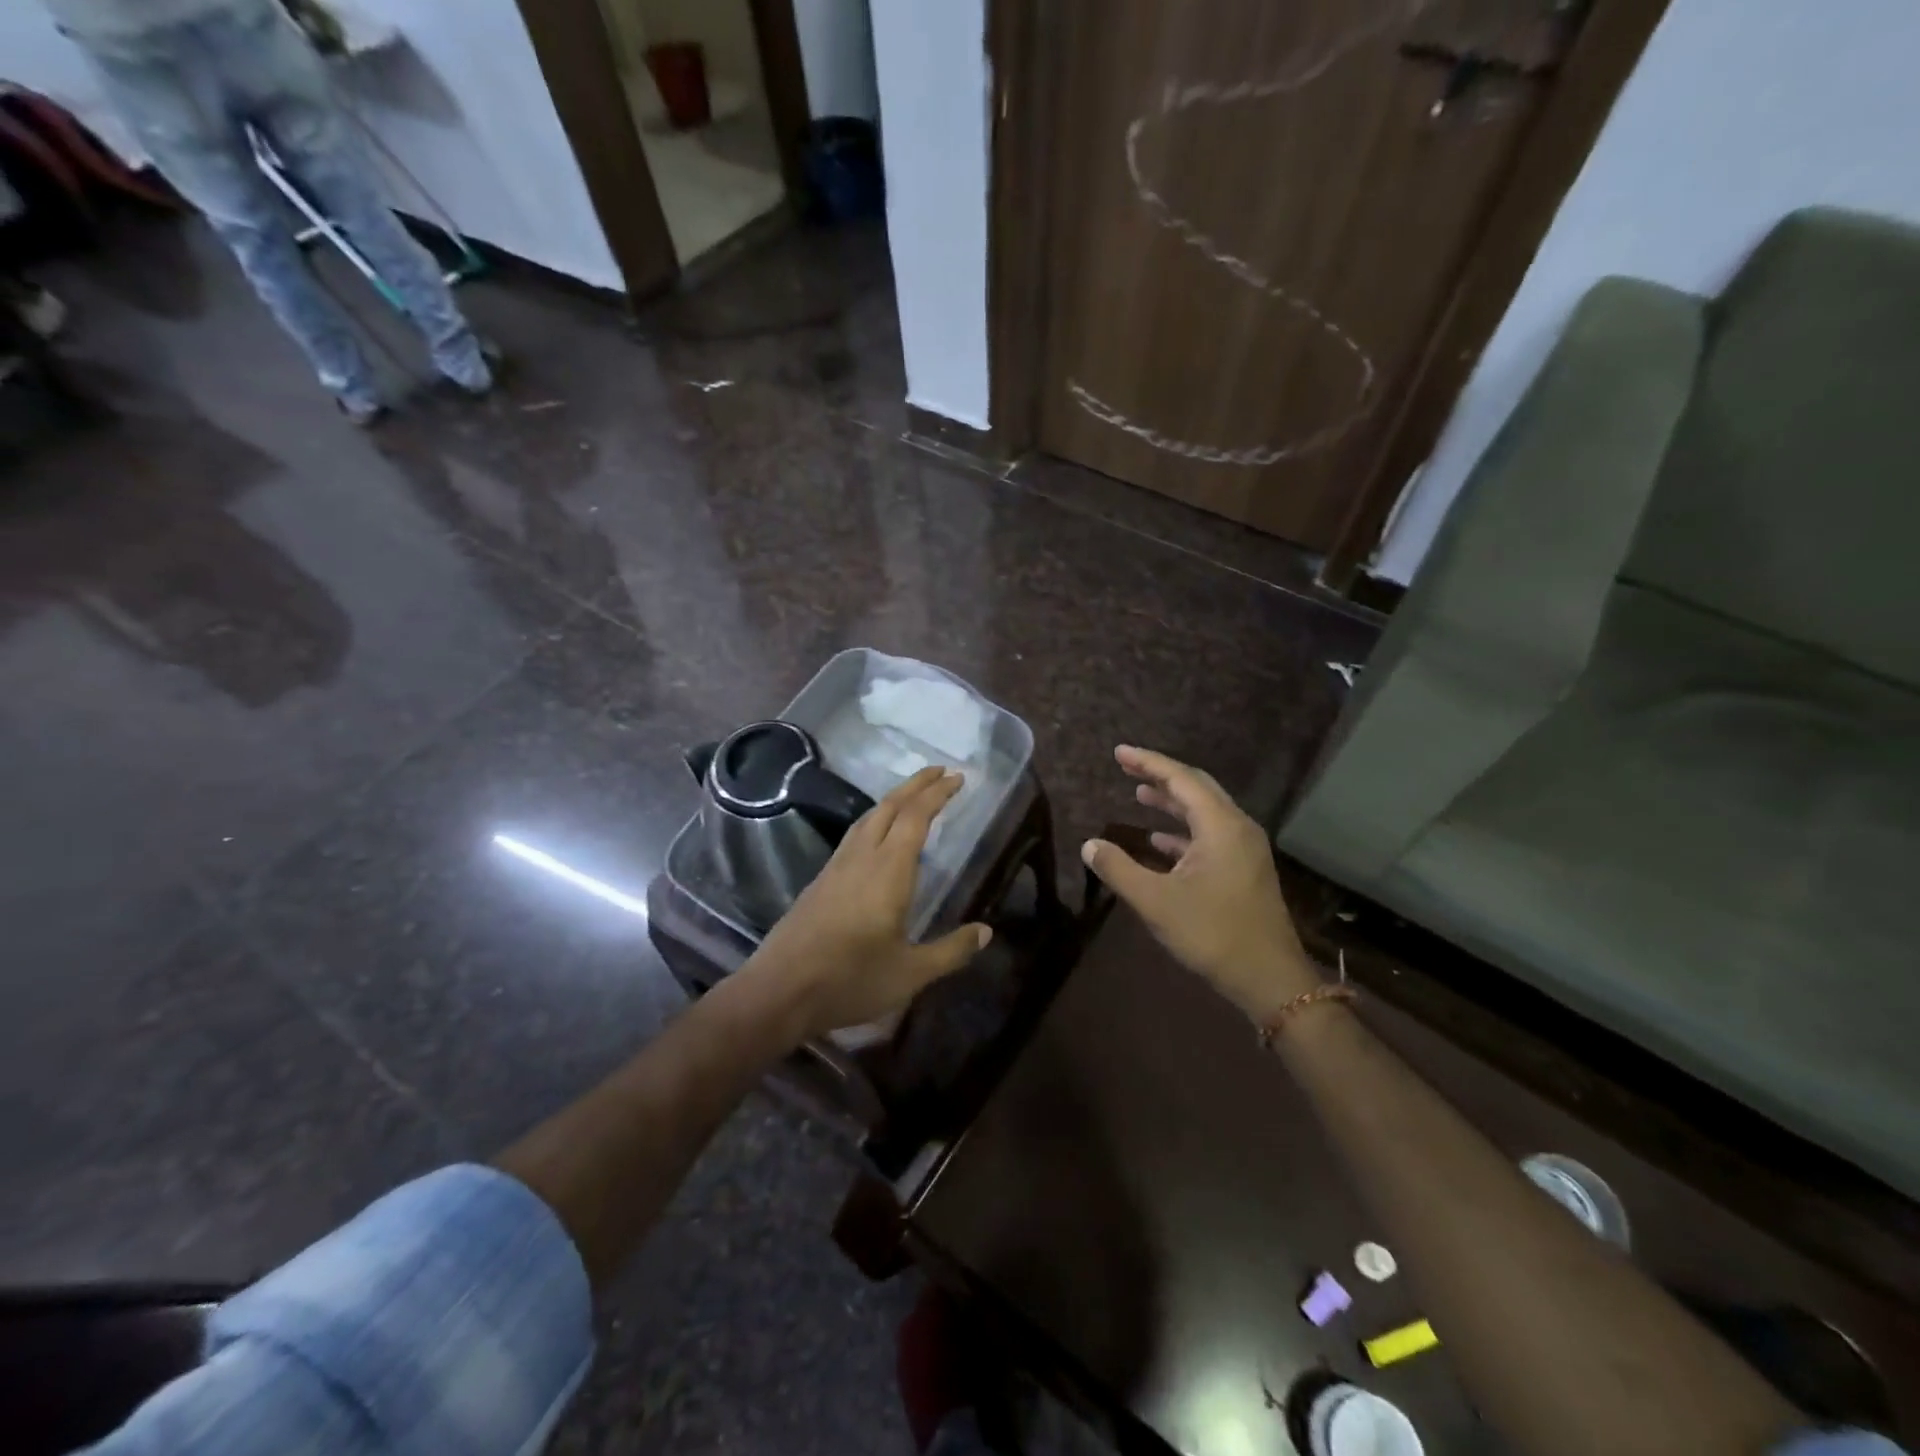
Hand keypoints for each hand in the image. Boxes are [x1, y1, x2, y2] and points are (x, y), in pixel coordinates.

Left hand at [748, 767, 991, 1041]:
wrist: (779, 990)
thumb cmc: (850, 980)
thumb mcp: (910, 973)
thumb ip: (951, 951)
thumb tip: (986, 932)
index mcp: (888, 871)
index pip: (916, 817)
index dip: (937, 794)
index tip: (957, 777)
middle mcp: (862, 857)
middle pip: (890, 806)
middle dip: (916, 784)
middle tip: (940, 771)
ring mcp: (837, 866)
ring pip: (868, 817)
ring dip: (894, 799)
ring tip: (913, 795)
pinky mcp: (821, 880)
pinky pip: (854, 834)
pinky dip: (876, 819)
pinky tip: (878, 834)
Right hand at [1082, 746, 1319, 1023]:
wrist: (1270, 978)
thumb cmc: (1213, 934)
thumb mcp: (1156, 902)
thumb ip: (1119, 869)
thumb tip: (1090, 845)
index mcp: (1220, 826)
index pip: (1181, 779)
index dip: (1148, 762)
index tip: (1119, 752)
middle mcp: (1237, 828)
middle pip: (1196, 788)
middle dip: (1160, 775)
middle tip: (1127, 766)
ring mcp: (1244, 849)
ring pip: (1204, 811)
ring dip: (1172, 802)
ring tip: (1139, 794)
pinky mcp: (1244, 869)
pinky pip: (1209, 834)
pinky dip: (1182, 830)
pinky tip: (1158, 839)